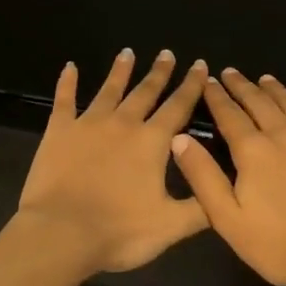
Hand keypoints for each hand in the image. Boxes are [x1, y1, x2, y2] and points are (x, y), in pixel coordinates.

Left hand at [17, 49, 210, 273]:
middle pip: (145, 92)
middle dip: (159, 72)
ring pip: (109, 90)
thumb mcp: (171, 226)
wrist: (61, 233)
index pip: (178, 107)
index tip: (199, 64)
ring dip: (120, 71)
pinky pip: (64, 100)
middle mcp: (123, 124)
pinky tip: (70, 67)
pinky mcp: (58, 132)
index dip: (191, 86)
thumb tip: (226, 191)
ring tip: (127, 52)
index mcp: (153, 142)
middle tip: (166, 53)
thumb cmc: (119, 231)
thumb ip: (201, 207)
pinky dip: (67, 83)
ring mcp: (88, 124)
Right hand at [171, 68, 285, 285]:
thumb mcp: (228, 219)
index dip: (217, 97)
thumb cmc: (282, 245)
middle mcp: (283, 133)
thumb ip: (203, 176)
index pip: (229, 115)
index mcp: (252, 150)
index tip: (208, 80)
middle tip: (231, 73)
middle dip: (242, 86)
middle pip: (259, 102)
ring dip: (275, 89)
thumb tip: (180, 139)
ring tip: (264, 78)